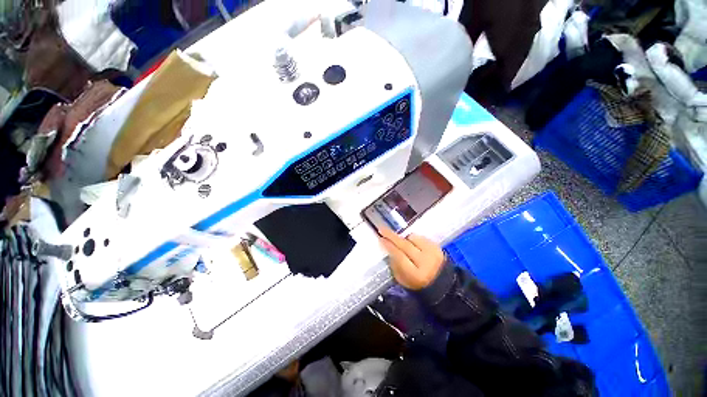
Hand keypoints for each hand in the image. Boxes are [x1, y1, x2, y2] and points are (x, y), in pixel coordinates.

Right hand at [379, 228, 445, 289]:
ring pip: (413, 238)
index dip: (389, 246)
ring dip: (405, 239)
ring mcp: (433, 253)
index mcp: (415, 274)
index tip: (381, 238)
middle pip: (405, 245)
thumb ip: (395, 265)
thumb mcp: (403, 280)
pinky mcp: (437, 246)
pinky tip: (413, 245)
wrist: (442, 283)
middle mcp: (425, 262)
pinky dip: (414, 239)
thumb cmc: (417, 283)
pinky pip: (420, 237)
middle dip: (392, 236)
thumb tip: (389, 250)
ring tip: (403, 243)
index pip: (400, 256)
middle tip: (382, 230)